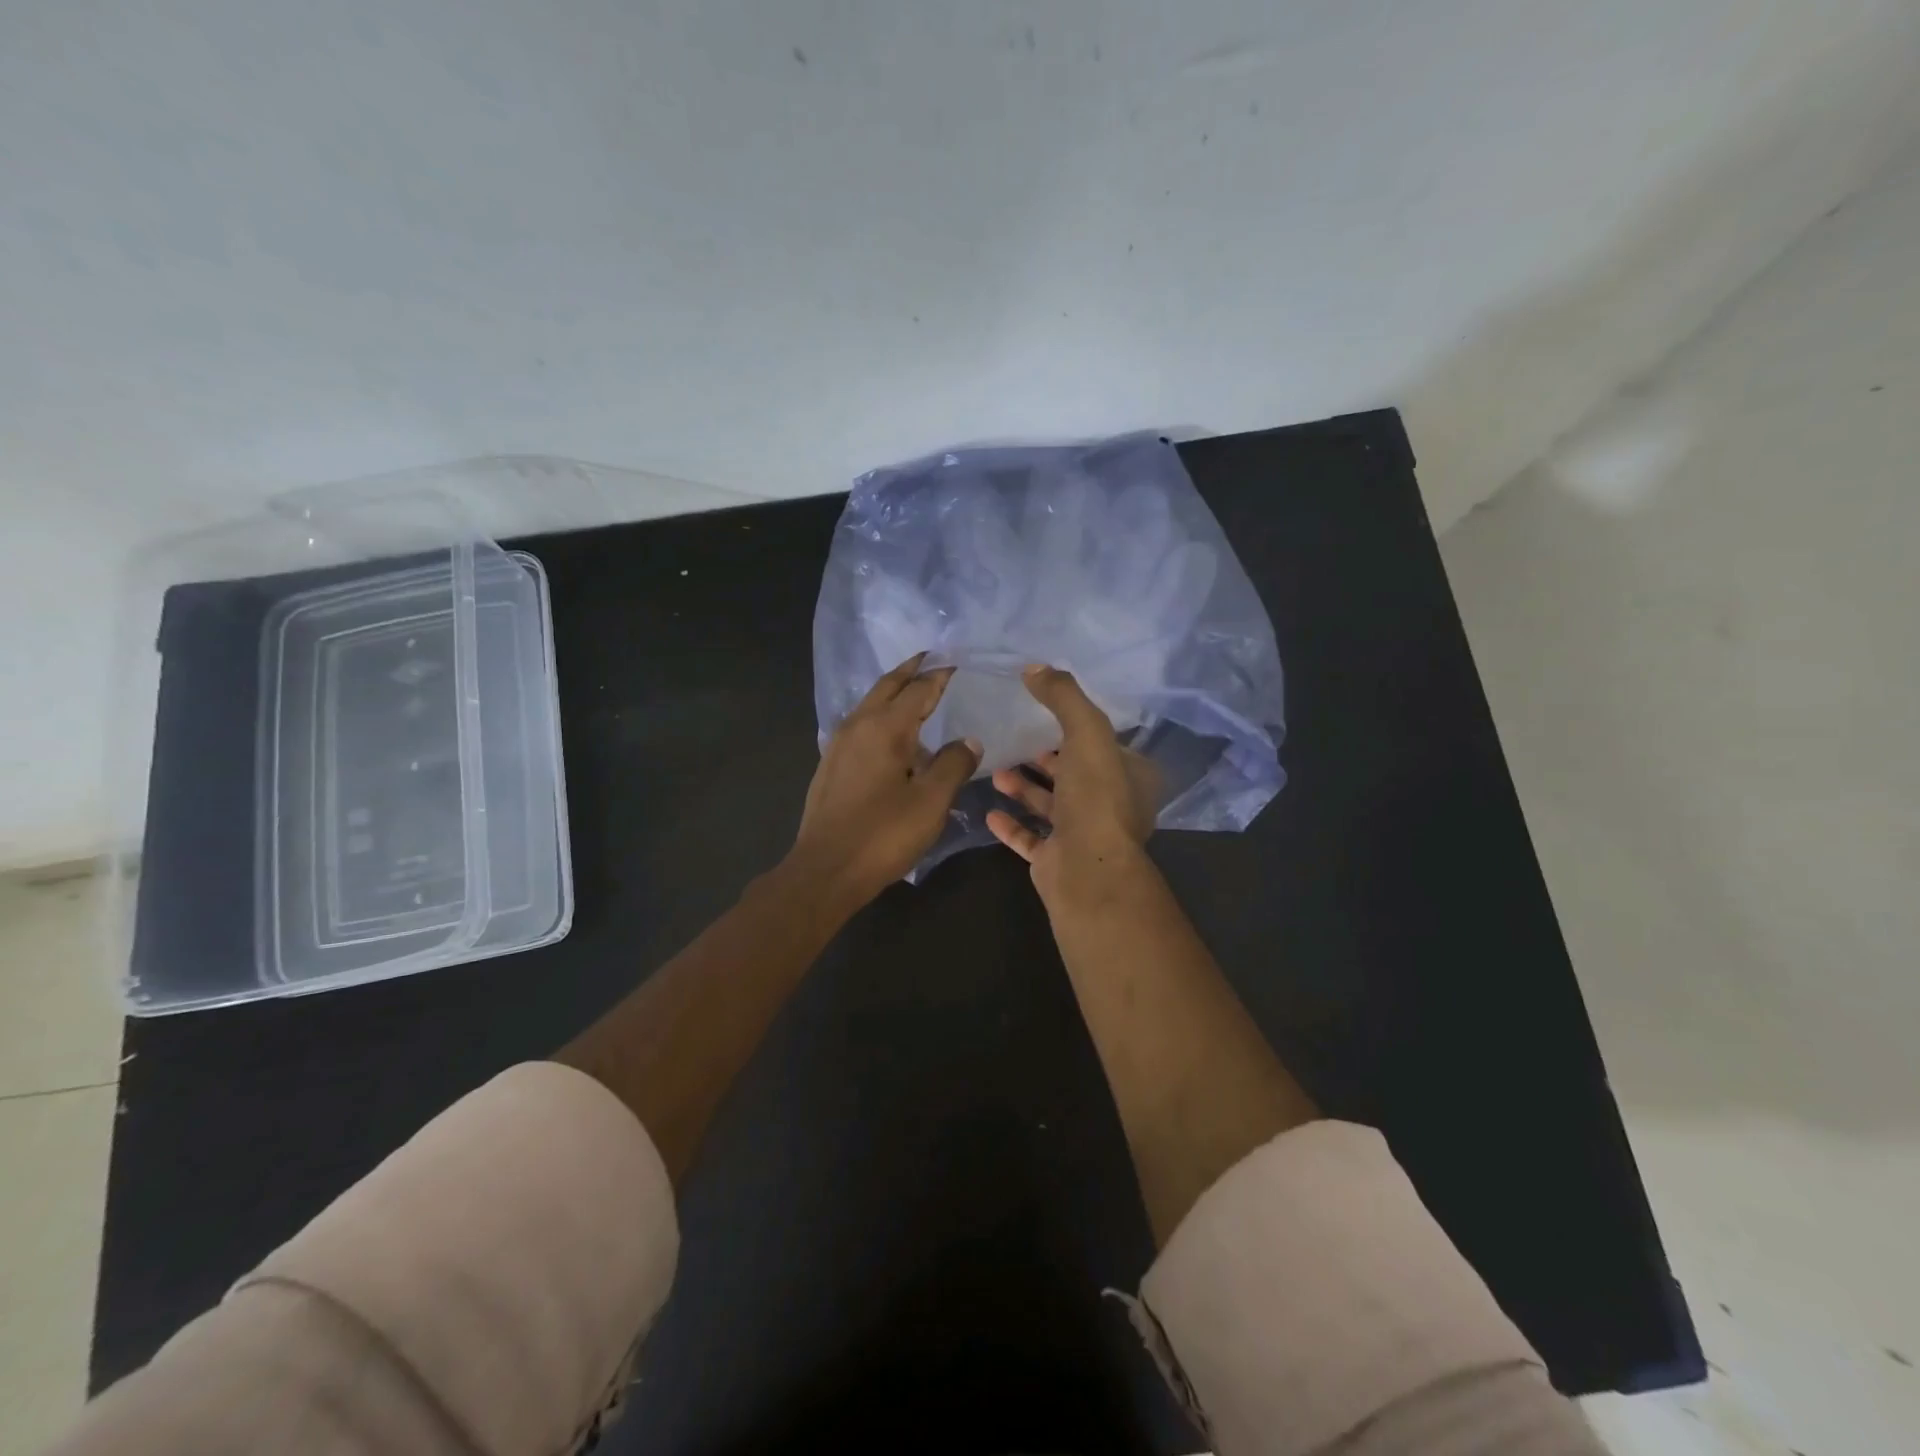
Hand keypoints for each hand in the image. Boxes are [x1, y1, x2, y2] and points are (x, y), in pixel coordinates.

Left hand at [791, 653, 981, 905]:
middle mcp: (858, 725)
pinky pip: (861, 723)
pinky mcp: (831, 764)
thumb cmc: (883, 834)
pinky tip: (891, 733)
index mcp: (885, 727)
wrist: (825, 870)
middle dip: (912, 670)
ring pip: (870, 703)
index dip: (941, 675)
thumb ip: (953, 764)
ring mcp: (839, 744)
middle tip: (933, 658)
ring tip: (916, 690)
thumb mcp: (931, 801)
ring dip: (893, 690)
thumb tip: (968, 741)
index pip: (920, 689)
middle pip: (888, 685)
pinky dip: (881, 713)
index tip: (959, 662)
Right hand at [986, 665, 1160, 903]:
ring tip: (996, 772)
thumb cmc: (1095, 797)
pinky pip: (1031, 839)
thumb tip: (1034, 667)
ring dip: (1025, 788)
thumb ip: (1063, 697)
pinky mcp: (1058, 861)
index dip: (1075, 730)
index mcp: (1131, 777)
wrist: (1087, 870)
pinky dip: (1012, 825)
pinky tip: (990, 812)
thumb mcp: (1086, 732)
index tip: (1044, 716)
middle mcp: (1112, 806)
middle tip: (1015, 742)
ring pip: (1052, 806)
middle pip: (1074, 775)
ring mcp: (1085, 837)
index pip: (1104, 746)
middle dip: (1045, 759)